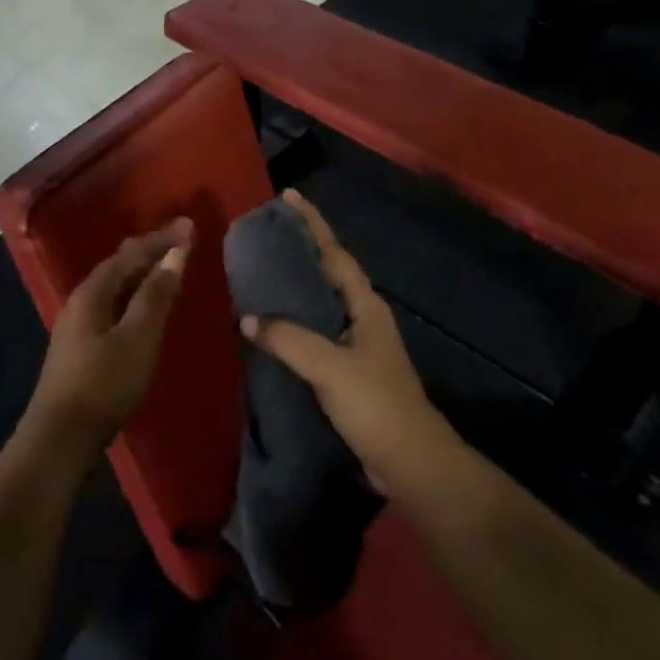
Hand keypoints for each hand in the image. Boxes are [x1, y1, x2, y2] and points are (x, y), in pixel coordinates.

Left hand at [21, 219, 194, 464]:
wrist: (60, 438)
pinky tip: (141, 307)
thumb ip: (156, 295)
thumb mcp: (138, 338)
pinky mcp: (80, 345)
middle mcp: (81, 299)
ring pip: (114, 285)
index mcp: (93, 291)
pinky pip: (111, 303)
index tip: (190, 226)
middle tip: (179, 240)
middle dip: (149, 249)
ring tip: (165, 266)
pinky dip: (133, 294)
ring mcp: (77, 323)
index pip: (131, 253)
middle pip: (118, 265)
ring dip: (141, 272)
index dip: (161, 239)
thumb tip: (175, 253)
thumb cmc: (104, 384)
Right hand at [240, 192, 454, 494]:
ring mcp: (355, 343)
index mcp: (364, 305)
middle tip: (264, 233)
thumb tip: (249, 318)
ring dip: (292, 285)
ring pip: (318, 302)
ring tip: (258, 270)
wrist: (411, 463)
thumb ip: (288, 339)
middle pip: (326, 271)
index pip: (334, 252)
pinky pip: (312, 332)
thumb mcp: (330, 367)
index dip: (312, 223)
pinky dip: (291, 321)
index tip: (288, 196)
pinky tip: (268, 326)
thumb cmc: (376, 404)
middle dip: (299, 248)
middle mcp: (361, 316)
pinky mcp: (345, 369)